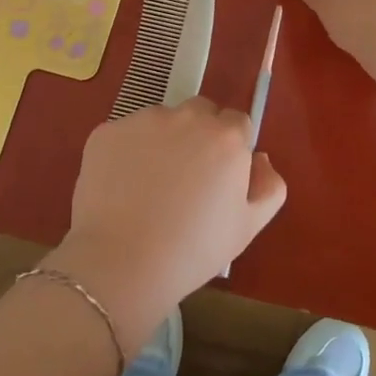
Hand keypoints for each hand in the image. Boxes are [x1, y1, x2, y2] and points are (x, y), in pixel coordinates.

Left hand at [49, 97, 285, 354]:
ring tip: (150, 187)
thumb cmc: (194, 249)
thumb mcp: (248, 227)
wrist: (122, 263)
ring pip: (161, 121)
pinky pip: (125, 135)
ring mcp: (143, 120)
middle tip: (187, 178)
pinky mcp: (107, 131)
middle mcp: (186, 116)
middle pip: (200, 112)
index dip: (231, 148)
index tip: (219, 177)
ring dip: (162, 141)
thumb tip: (259, 159)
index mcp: (226, 137)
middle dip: (199, 135)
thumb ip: (269, 186)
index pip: (237, 123)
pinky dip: (127, 153)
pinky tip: (122, 189)